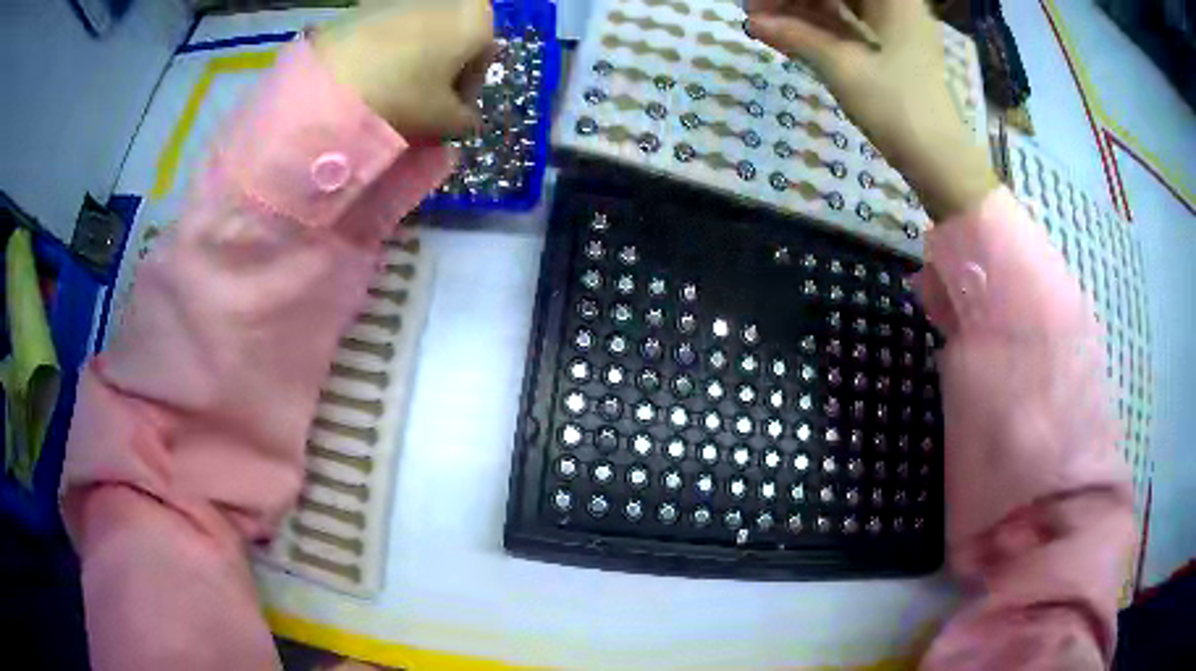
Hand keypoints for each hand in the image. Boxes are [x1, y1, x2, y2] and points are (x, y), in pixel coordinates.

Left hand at [313, 0, 496, 141]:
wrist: (330, 80)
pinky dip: (387, 48)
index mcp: (478, 16)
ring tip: (391, 89)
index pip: (483, 58)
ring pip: (420, 31)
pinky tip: (370, 73)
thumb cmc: (403, 94)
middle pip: (451, 38)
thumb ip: (465, 120)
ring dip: (414, 57)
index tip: (449, 114)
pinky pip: (388, 28)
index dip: (466, 91)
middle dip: (440, 69)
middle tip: (421, 101)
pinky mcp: (368, 2)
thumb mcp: (445, 120)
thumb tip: (464, 119)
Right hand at [746, 0, 998, 220]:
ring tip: (766, 24)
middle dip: (794, 0)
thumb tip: (754, 21)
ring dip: (803, 12)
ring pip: (841, 5)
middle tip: (756, 13)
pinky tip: (790, 35)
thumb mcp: (843, 68)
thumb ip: (796, 36)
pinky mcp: (894, 48)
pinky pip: (851, 25)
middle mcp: (897, 4)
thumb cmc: (897, 108)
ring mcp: (897, 26)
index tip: (756, 4)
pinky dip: (821, 29)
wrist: (940, 162)